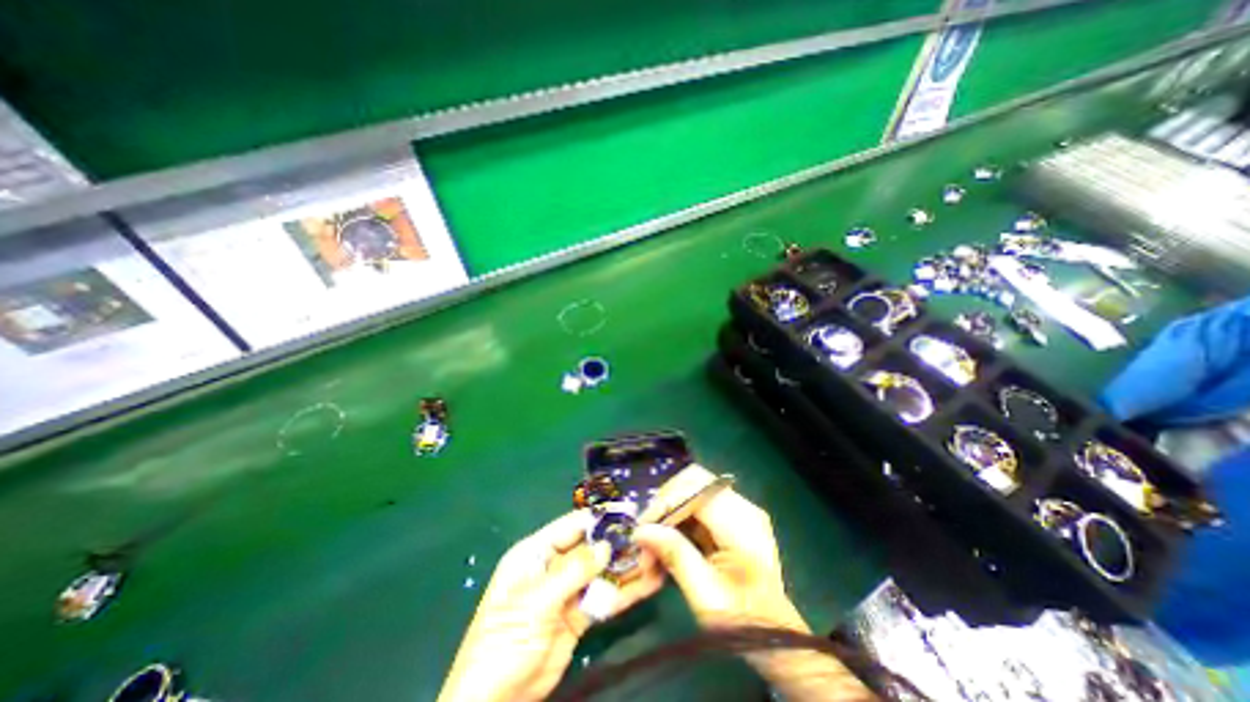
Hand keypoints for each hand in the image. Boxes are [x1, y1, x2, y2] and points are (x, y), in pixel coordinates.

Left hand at [435, 510, 662, 700]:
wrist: (497, 701)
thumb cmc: (505, 641)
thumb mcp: (536, 601)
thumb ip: (572, 571)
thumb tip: (605, 545)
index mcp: (536, 552)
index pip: (572, 526)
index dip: (599, 519)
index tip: (628, 513)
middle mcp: (554, 566)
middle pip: (590, 547)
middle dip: (618, 542)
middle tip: (649, 536)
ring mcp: (568, 591)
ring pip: (601, 571)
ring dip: (626, 565)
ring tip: (656, 557)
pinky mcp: (579, 615)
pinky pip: (604, 597)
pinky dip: (625, 590)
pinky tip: (649, 582)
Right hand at [635, 466, 877, 701]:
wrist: (777, 640)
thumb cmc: (743, 622)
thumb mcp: (705, 594)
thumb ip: (674, 555)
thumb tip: (640, 531)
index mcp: (741, 523)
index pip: (695, 489)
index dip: (664, 503)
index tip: (642, 530)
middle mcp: (742, 506)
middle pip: (691, 482)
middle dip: (664, 506)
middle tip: (646, 536)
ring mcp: (738, 509)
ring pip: (690, 492)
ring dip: (668, 516)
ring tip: (651, 548)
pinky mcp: (731, 517)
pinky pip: (696, 507)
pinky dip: (677, 523)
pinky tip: (667, 546)